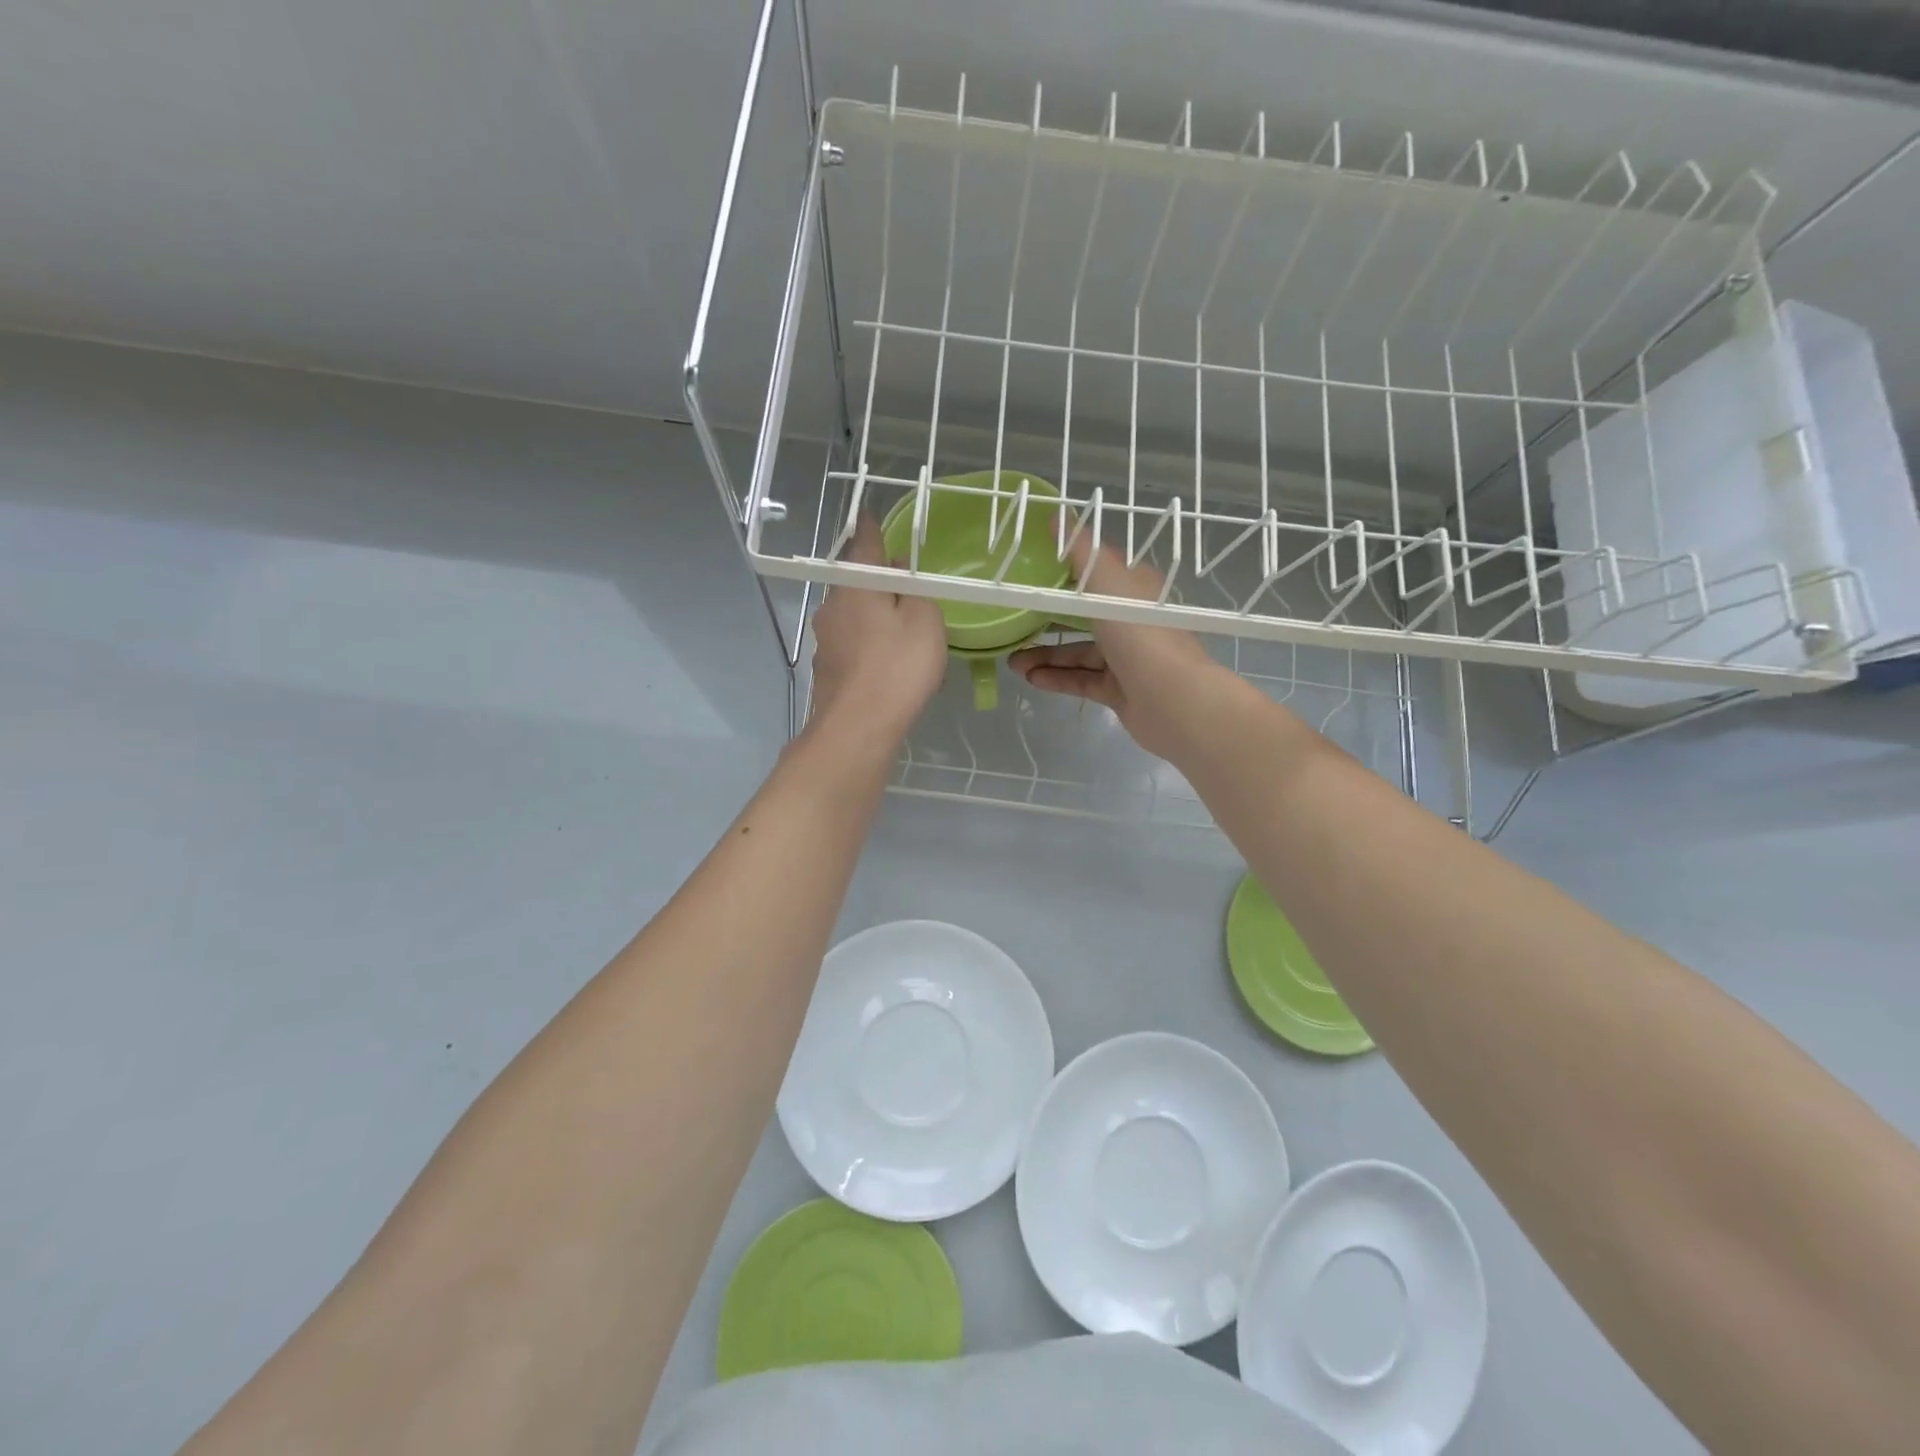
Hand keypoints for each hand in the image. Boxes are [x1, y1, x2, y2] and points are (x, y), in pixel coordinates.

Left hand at [807, 513, 947, 746]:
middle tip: (907, 586)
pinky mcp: (827, 671)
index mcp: (855, 586)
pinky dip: (870, 646)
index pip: (864, 545)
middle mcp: (832, 607)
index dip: (872, 530)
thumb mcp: (925, 621)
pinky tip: (888, 664)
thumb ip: (916, 593)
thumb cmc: (897, 666)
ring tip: (904, 631)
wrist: (857, 728)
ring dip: (875, 617)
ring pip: (854, 616)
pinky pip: (853, 646)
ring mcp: (825, 640)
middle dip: (879, 582)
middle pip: (857, 583)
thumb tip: (899, 577)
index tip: (872, 516)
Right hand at [1009, 532, 1231, 762]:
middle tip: (1013, 624)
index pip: (1099, 574)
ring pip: (1080, 652)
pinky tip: (1031, 679)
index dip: (1067, 572)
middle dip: (1048, 621)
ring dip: (1047, 655)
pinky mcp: (1120, 690)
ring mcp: (1128, 658)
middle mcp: (1133, 621)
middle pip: (1084, 616)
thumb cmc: (1139, 632)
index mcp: (1135, 589)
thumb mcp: (1106, 582)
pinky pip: (1083, 681)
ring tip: (1013, 661)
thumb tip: (1056, 514)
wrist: (1172, 698)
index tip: (1032, 575)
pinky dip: (1058, 678)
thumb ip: (1080, 551)